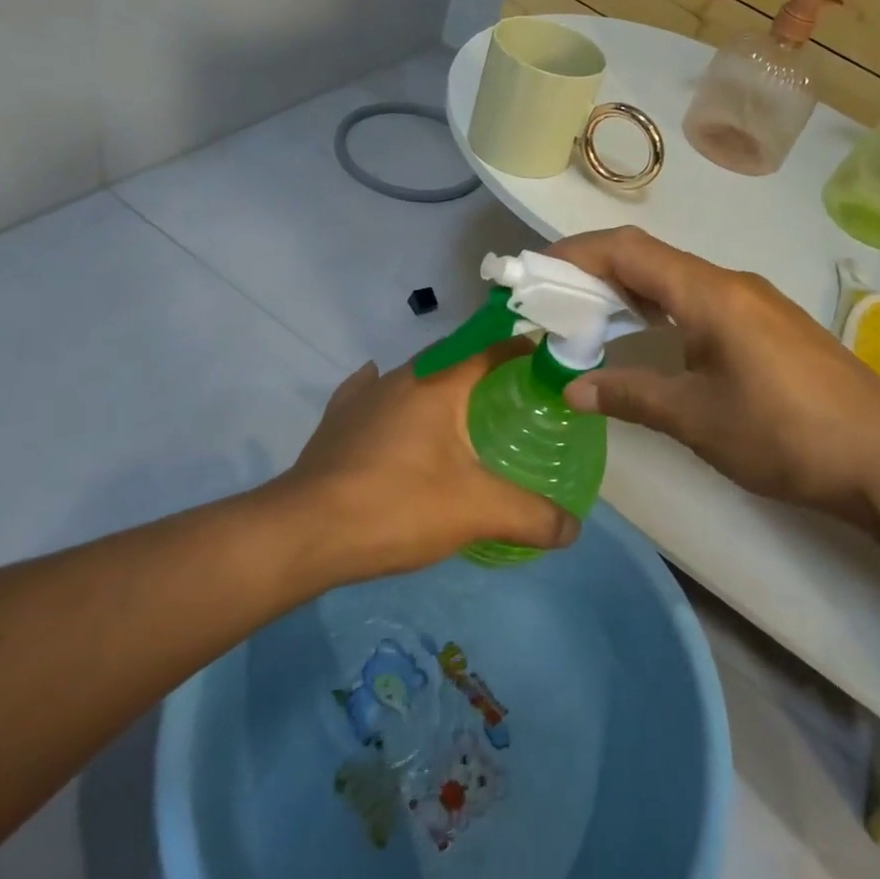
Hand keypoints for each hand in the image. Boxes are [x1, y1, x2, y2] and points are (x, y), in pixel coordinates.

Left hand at [273, 349, 580, 580]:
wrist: (304, 532)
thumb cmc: (397, 506)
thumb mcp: (476, 512)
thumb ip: (531, 516)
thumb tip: (575, 528)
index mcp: (439, 383)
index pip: (490, 347)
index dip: (520, 347)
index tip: (545, 359)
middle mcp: (401, 377)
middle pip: (452, 359)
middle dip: (484, 369)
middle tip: (512, 394)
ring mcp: (363, 396)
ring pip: (412, 377)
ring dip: (439, 385)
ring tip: (461, 411)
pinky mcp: (336, 421)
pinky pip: (369, 394)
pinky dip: (389, 397)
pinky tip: (389, 407)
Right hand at [548, 227, 879, 527]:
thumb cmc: (786, 433)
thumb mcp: (697, 419)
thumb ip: (630, 396)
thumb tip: (571, 389)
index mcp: (709, 293)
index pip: (628, 251)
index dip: (576, 253)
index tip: (534, 270)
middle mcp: (729, 283)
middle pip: (649, 258)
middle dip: (594, 271)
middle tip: (551, 301)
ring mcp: (753, 302)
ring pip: (674, 279)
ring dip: (628, 291)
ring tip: (587, 319)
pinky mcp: (767, 325)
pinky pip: (698, 300)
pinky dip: (659, 309)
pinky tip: (647, 338)